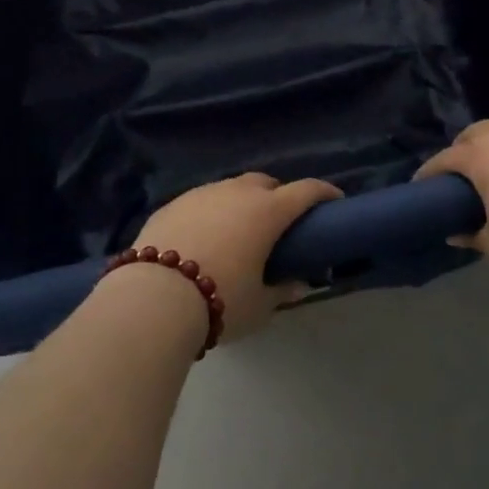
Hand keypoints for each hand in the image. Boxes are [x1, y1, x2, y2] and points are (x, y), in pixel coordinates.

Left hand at [132, 173, 342, 342]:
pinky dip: (211, 212)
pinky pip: (201, 201)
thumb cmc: (220, 300)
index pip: (306, 191)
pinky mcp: (172, 204)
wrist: (153, 296)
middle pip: (266, 183)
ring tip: (239, 230)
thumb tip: (298, 285)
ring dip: (241, 202)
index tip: (335, 200)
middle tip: (280, 222)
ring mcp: (202, 194)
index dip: (324, 193)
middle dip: (278, 196)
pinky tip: (204, 237)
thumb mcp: (259, 305)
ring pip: (231, 189)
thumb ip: (282, 291)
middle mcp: (237, 193)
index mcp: (267, 211)